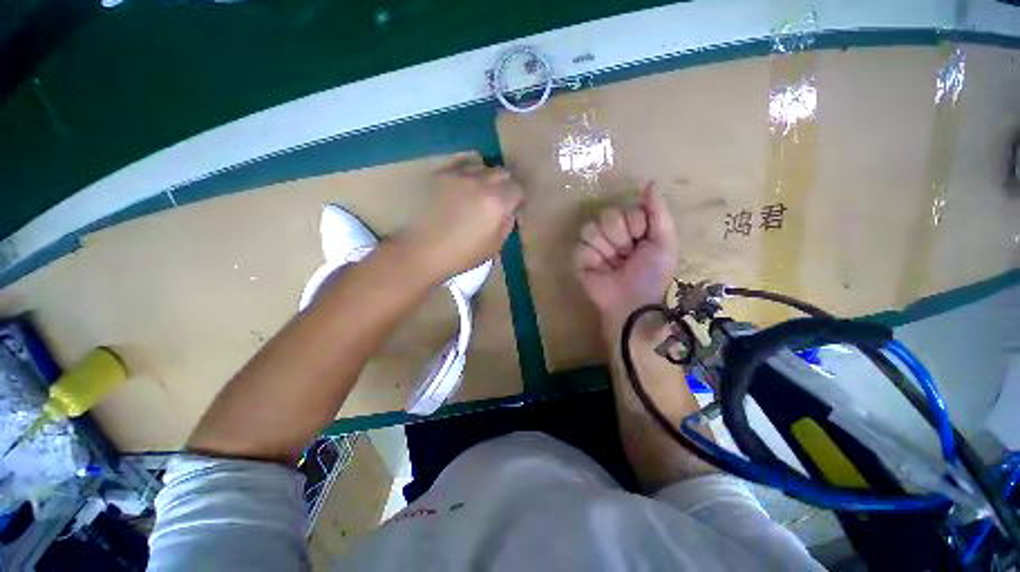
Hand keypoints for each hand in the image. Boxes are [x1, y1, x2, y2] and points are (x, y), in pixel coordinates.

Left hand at [396, 153, 523, 282]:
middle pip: (502, 173)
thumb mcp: (493, 247)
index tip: (514, 207)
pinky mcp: (439, 175)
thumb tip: (509, 212)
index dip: (518, 199)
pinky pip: (459, 166)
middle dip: (505, 185)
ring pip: (481, 165)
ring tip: (479, 190)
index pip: (517, 189)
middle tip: (499, 199)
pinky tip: (462, 186)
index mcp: (497, 202)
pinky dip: (466, 173)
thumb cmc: (461, 255)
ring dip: (485, 176)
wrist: (421, 251)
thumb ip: (506, 225)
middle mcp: (480, 182)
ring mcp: (458, 175)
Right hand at [573, 183, 676, 332]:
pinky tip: (600, 269)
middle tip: (627, 255)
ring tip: (613, 264)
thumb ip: (658, 211)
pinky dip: (592, 258)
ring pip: (590, 229)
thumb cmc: (652, 273)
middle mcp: (611, 233)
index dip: (635, 225)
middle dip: (620, 238)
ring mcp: (593, 246)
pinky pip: (579, 247)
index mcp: (631, 227)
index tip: (642, 241)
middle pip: (607, 215)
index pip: (626, 209)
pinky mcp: (579, 258)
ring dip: (606, 249)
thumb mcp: (664, 241)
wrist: (632, 300)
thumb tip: (649, 182)